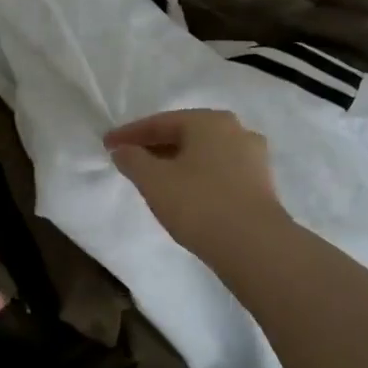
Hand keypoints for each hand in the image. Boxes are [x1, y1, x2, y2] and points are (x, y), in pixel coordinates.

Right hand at [105, 109, 291, 263]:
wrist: (255, 247)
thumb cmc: (199, 204)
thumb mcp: (153, 181)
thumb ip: (132, 160)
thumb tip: (122, 150)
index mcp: (209, 121)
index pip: (160, 122)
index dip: (130, 134)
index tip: (107, 145)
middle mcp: (235, 130)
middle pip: (185, 134)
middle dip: (154, 146)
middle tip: (129, 159)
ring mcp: (253, 157)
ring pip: (203, 154)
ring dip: (176, 162)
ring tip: (154, 178)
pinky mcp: (261, 184)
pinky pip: (219, 171)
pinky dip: (197, 176)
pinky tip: (184, 193)